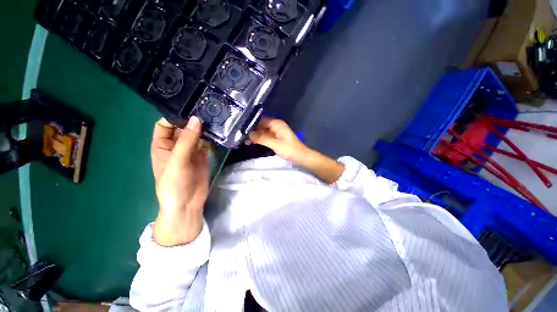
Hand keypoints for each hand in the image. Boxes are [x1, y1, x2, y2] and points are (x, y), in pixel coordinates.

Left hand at [151, 117, 208, 245]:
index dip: (174, 116)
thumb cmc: (174, 183)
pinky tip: (219, 131)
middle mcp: (176, 146)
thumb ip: (187, 140)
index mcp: (162, 145)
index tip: (189, 107)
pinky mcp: (203, 156)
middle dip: (192, 120)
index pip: (165, 125)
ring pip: (197, 135)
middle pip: (183, 128)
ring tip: (215, 116)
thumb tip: (197, 119)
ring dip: (204, 128)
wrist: (188, 203)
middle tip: (206, 109)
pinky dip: (212, 138)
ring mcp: (191, 151)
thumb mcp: (177, 160)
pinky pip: (207, 143)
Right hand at [249, 117, 343, 183]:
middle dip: (253, 131)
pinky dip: (260, 139)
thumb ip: (262, 138)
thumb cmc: (290, 149)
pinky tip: (253, 143)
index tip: (242, 129)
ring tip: (245, 141)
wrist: (301, 157)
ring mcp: (276, 133)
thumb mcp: (275, 144)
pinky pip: (266, 137)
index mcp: (277, 124)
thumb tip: (248, 133)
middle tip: (242, 137)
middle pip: (261, 126)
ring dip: (255, 136)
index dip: (252, 124)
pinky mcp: (276, 139)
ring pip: (263, 132)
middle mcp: (276, 126)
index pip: (261, 120)